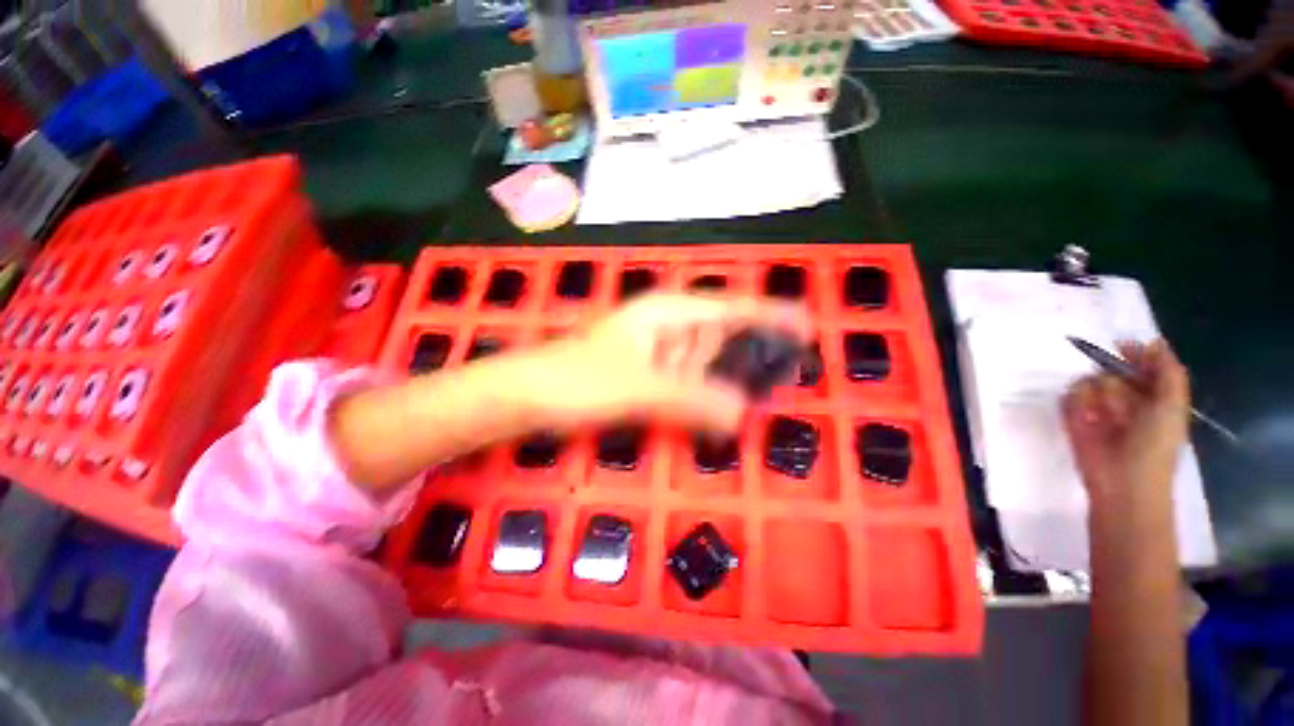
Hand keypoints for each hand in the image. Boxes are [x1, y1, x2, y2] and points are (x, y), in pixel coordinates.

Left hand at [515, 293, 810, 434]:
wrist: (529, 395)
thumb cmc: (578, 379)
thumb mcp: (638, 388)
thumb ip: (690, 399)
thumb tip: (742, 414)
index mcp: (667, 313)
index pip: (729, 308)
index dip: (769, 314)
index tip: (806, 324)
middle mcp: (666, 326)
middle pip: (721, 334)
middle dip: (754, 351)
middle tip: (790, 372)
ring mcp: (656, 351)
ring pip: (705, 359)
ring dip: (731, 375)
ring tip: (765, 392)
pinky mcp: (646, 374)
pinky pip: (687, 379)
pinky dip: (705, 392)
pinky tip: (721, 408)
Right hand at [1061, 340, 1190, 506]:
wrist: (1123, 481)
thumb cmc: (1156, 445)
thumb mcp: (1172, 406)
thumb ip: (1169, 373)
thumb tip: (1153, 342)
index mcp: (1153, 394)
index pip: (1142, 364)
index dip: (1135, 354)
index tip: (1125, 346)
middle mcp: (1124, 397)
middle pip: (1112, 368)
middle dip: (1114, 377)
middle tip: (1122, 394)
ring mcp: (1096, 407)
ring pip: (1089, 380)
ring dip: (1098, 395)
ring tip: (1104, 416)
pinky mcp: (1072, 416)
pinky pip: (1069, 396)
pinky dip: (1077, 404)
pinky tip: (1086, 418)